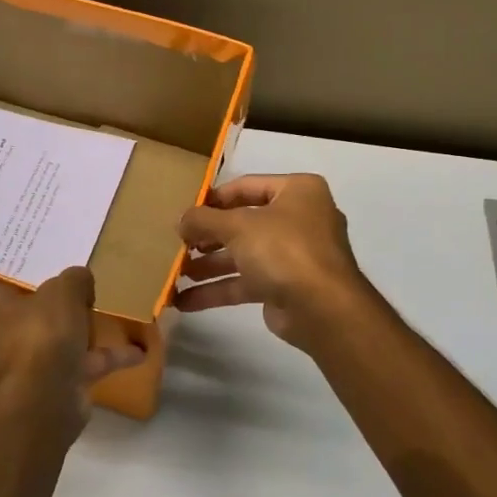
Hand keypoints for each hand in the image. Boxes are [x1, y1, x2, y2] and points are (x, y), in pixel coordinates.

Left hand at [0, 266, 144, 428]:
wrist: (43, 403)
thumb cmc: (37, 336)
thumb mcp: (61, 294)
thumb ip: (73, 281)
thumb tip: (80, 278)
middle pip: (4, 313)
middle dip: (23, 301)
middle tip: (43, 277)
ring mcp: (26, 363)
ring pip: (50, 338)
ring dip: (74, 330)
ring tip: (100, 308)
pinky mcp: (55, 384)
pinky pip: (84, 363)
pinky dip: (109, 358)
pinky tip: (140, 349)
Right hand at [175, 174, 373, 351]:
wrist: (323, 309)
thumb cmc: (284, 250)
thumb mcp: (237, 226)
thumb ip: (204, 220)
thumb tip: (180, 220)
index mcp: (297, 191)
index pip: (246, 186)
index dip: (212, 199)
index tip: (183, 212)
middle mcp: (298, 219)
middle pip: (242, 223)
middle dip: (206, 237)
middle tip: (177, 245)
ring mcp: (293, 255)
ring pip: (241, 255)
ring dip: (207, 266)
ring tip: (174, 273)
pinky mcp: (284, 287)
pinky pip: (245, 283)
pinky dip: (217, 290)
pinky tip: (184, 301)